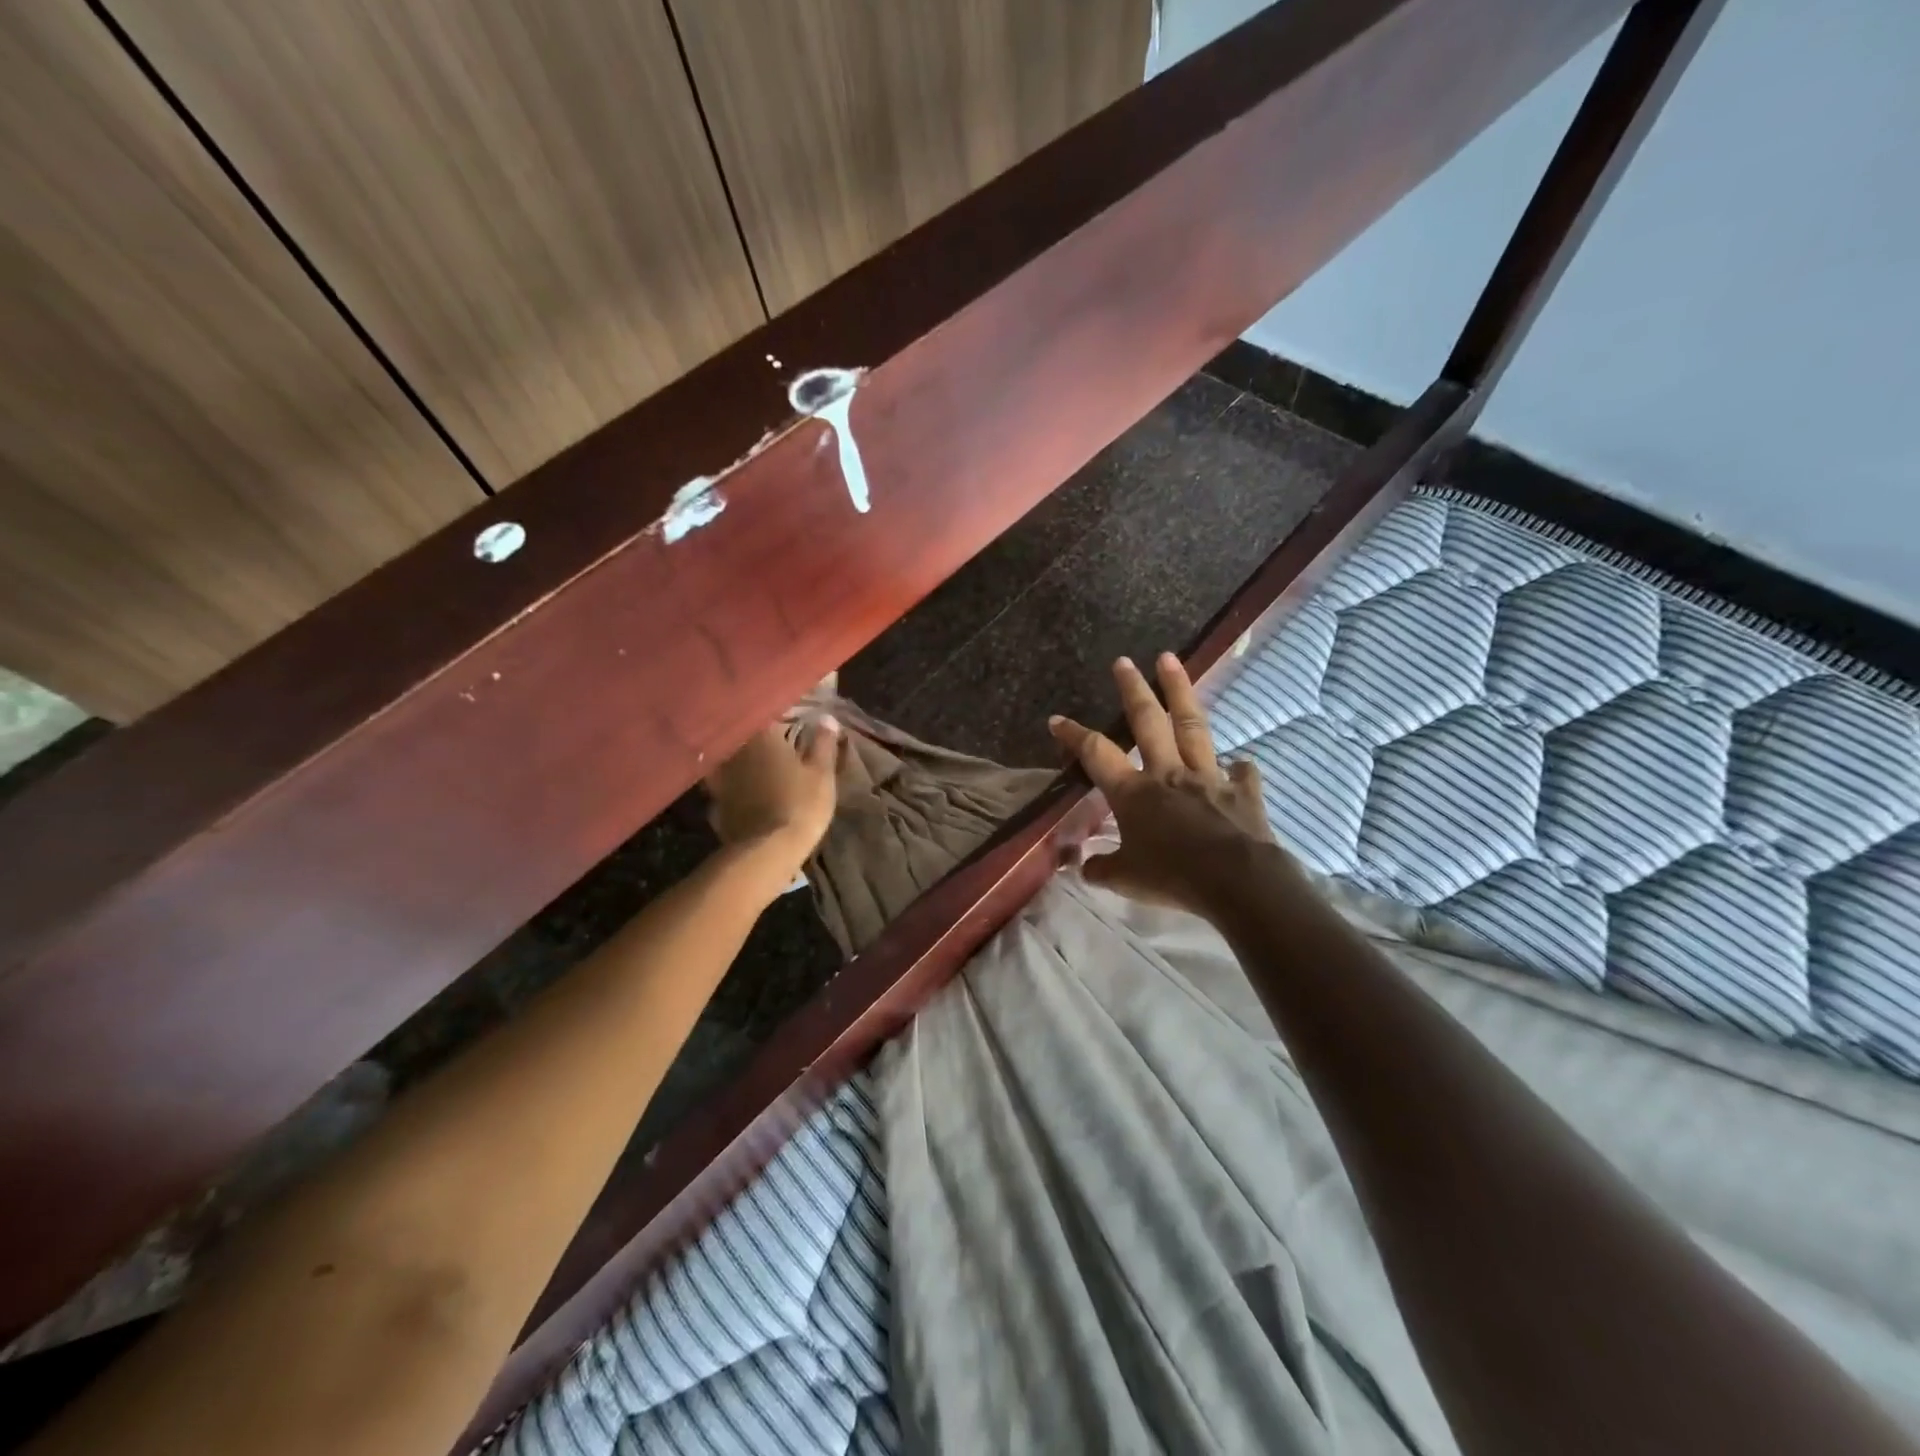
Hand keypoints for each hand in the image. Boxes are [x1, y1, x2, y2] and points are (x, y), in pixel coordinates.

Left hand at [704, 718, 840, 895]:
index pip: (767, 713)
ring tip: (760, 762)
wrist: (767, 851)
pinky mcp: (714, 802)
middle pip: (745, 734)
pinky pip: (725, 784)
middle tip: (776, 737)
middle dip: (759, 735)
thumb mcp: (822, 773)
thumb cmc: (800, 804)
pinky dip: (735, 783)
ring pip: (731, 758)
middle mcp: (734, 749)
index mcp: (761, 735)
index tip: (792, 716)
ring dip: (743, 758)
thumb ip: (823, 743)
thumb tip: (826, 718)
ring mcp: (720, 777)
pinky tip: (746, 788)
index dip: (781, 713)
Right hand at [1049, 653, 1292, 916]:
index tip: (1057, 720)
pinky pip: (1241, 773)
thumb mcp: (1126, 879)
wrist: (1237, 881)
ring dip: (1180, 691)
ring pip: (1192, 726)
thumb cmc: (1172, 877)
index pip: (1096, 754)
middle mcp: (1168, 773)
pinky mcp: (1243, 791)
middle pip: (1148, 721)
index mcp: (1134, 792)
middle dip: (1132, 689)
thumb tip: (1084, 868)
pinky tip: (1239, 763)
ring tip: (1170, 661)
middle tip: (1124, 661)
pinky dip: (1238, 767)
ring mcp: (1208, 777)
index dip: (1074, 735)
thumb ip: (1102, 869)